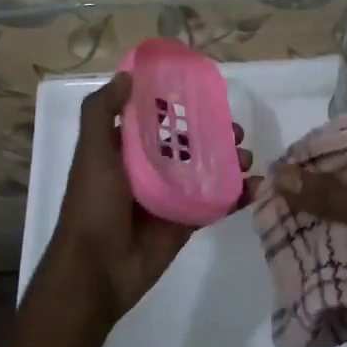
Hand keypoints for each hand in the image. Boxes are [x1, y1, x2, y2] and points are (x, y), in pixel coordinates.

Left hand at [44, 72, 255, 325]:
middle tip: (237, 129)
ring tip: (247, 157)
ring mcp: (170, 195)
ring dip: (230, 161)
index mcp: (124, 149)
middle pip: (188, 143)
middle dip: (214, 133)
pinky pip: (216, 203)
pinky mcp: (185, 221)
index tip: (206, 93)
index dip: (179, 104)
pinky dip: (237, 195)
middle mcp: (148, 168)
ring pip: (206, 170)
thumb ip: (101, 113)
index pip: (155, 118)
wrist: (97, 269)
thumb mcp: (91, 153)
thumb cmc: (93, 204)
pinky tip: (255, 187)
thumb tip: (127, 76)